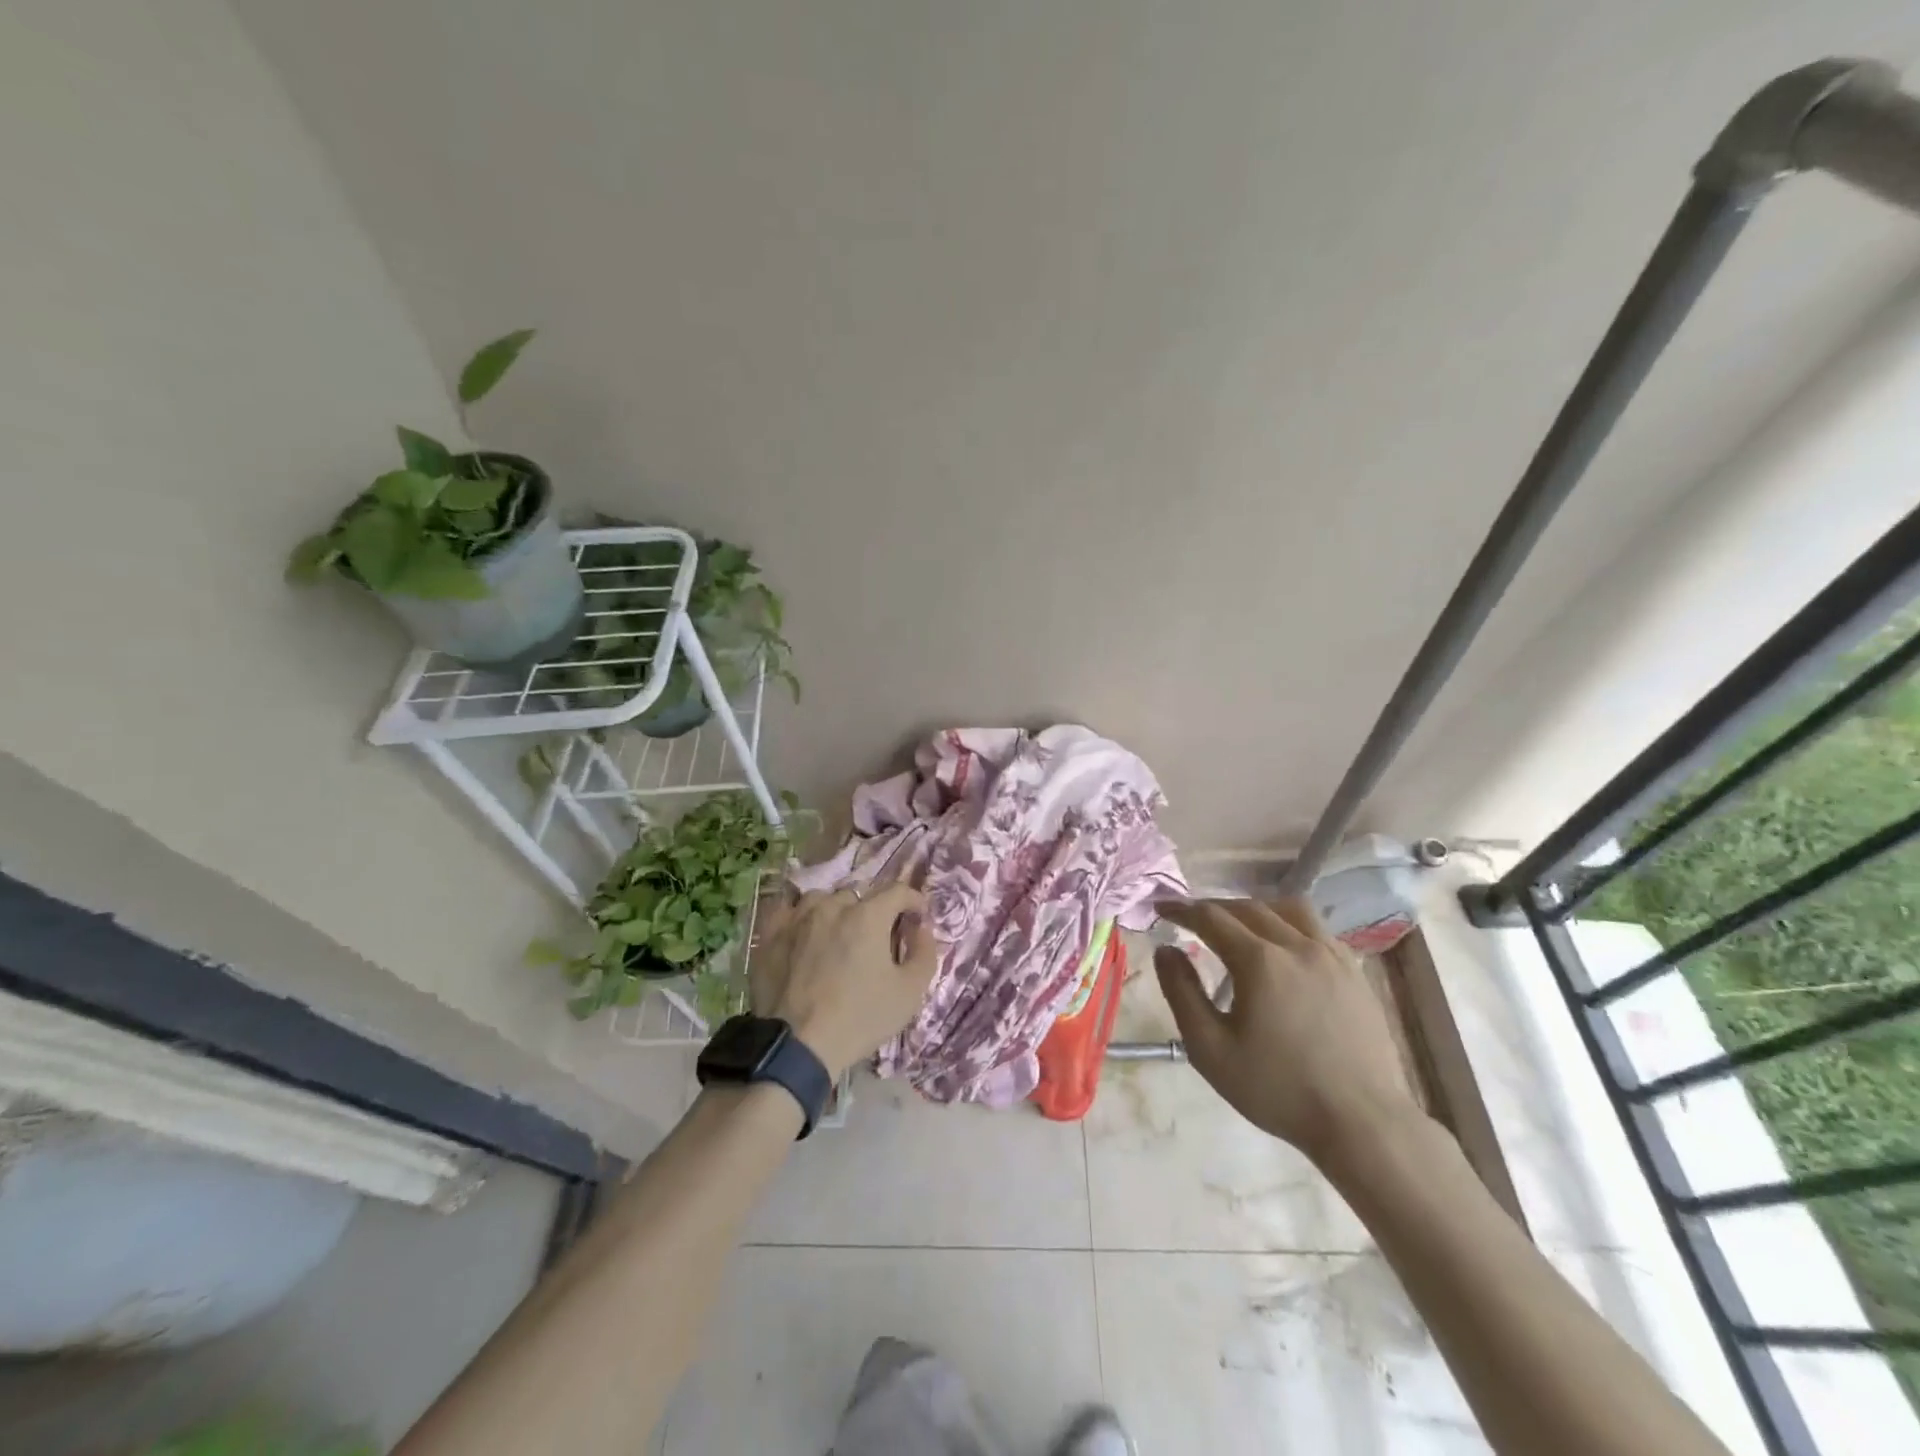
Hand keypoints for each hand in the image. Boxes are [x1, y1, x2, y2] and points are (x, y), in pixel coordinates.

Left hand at [751, 884, 937, 1078]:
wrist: (797, 1047)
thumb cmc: (859, 1019)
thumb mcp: (909, 993)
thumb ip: (924, 953)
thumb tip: (921, 927)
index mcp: (868, 916)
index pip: (897, 891)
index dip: (912, 900)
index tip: (917, 916)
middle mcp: (832, 906)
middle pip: (858, 897)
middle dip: (872, 912)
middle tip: (874, 939)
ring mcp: (797, 918)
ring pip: (821, 900)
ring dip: (834, 911)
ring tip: (836, 935)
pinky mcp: (770, 934)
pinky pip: (785, 908)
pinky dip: (798, 914)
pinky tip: (801, 929)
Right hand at [1153, 898, 1424, 1169]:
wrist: (1362, 1123)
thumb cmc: (1278, 1089)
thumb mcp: (1210, 1049)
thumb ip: (1181, 993)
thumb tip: (1165, 950)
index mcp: (1259, 961)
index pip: (1211, 917)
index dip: (1182, 910)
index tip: (1161, 909)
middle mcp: (1296, 946)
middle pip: (1248, 908)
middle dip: (1214, 907)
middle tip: (1191, 918)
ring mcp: (1332, 956)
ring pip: (1289, 910)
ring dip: (1256, 909)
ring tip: (1239, 925)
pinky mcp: (1355, 972)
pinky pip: (1317, 930)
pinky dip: (1290, 926)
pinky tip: (1284, 949)